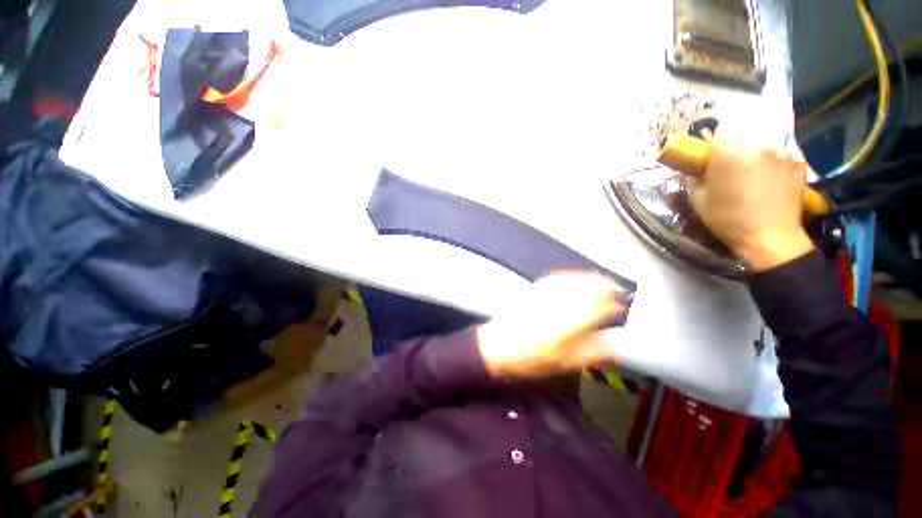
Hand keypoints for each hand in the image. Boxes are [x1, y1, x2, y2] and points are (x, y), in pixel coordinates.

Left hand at [476, 272, 625, 377]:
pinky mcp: (537, 289)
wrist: (500, 345)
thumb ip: (594, 352)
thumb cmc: (531, 357)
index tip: (621, 309)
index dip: (616, 307)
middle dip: (608, 287)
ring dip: (593, 278)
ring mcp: (549, 293)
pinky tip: (575, 277)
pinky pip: (559, 276)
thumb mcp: (566, 362)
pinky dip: (572, 275)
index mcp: (575, 321)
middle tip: (617, 292)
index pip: (603, 308)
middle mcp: (564, 302)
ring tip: (602, 281)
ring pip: (577, 278)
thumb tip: (612, 346)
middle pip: (592, 287)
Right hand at [685, 136, 814, 271]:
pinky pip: (780, 153)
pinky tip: (770, 179)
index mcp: (730, 154)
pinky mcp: (798, 162)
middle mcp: (759, 146)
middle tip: (732, 162)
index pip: (724, 126)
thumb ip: (694, 177)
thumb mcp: (699, 200)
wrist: (770, 238)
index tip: (714, 152)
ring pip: (763, 140)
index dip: (717, 138)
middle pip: (745, 130)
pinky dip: (772, 161)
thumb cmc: (728, 220)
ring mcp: (782, 152)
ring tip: (753, 172)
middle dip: (737, 142)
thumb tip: (692, 167)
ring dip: (755, 150)